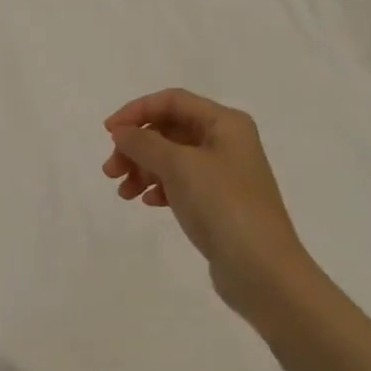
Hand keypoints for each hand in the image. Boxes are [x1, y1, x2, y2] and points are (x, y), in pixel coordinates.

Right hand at [103, 89, 314, 325]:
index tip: (108, 133)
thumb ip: (144, 143)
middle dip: (137, 146)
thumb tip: (121, 131)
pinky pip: (181, 183)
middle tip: (111, 171)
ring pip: (172, 158)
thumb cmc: (222, 205)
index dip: (136, 111)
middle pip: (170, 130)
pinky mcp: (219, 202)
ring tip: (124, 193)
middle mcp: (227, 141)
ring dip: (143, 169)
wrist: (262, 270)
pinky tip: (148, 203)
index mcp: (225, 123)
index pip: (172, 101)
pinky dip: (160, 187)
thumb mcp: (178, 166)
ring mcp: (224, 173)